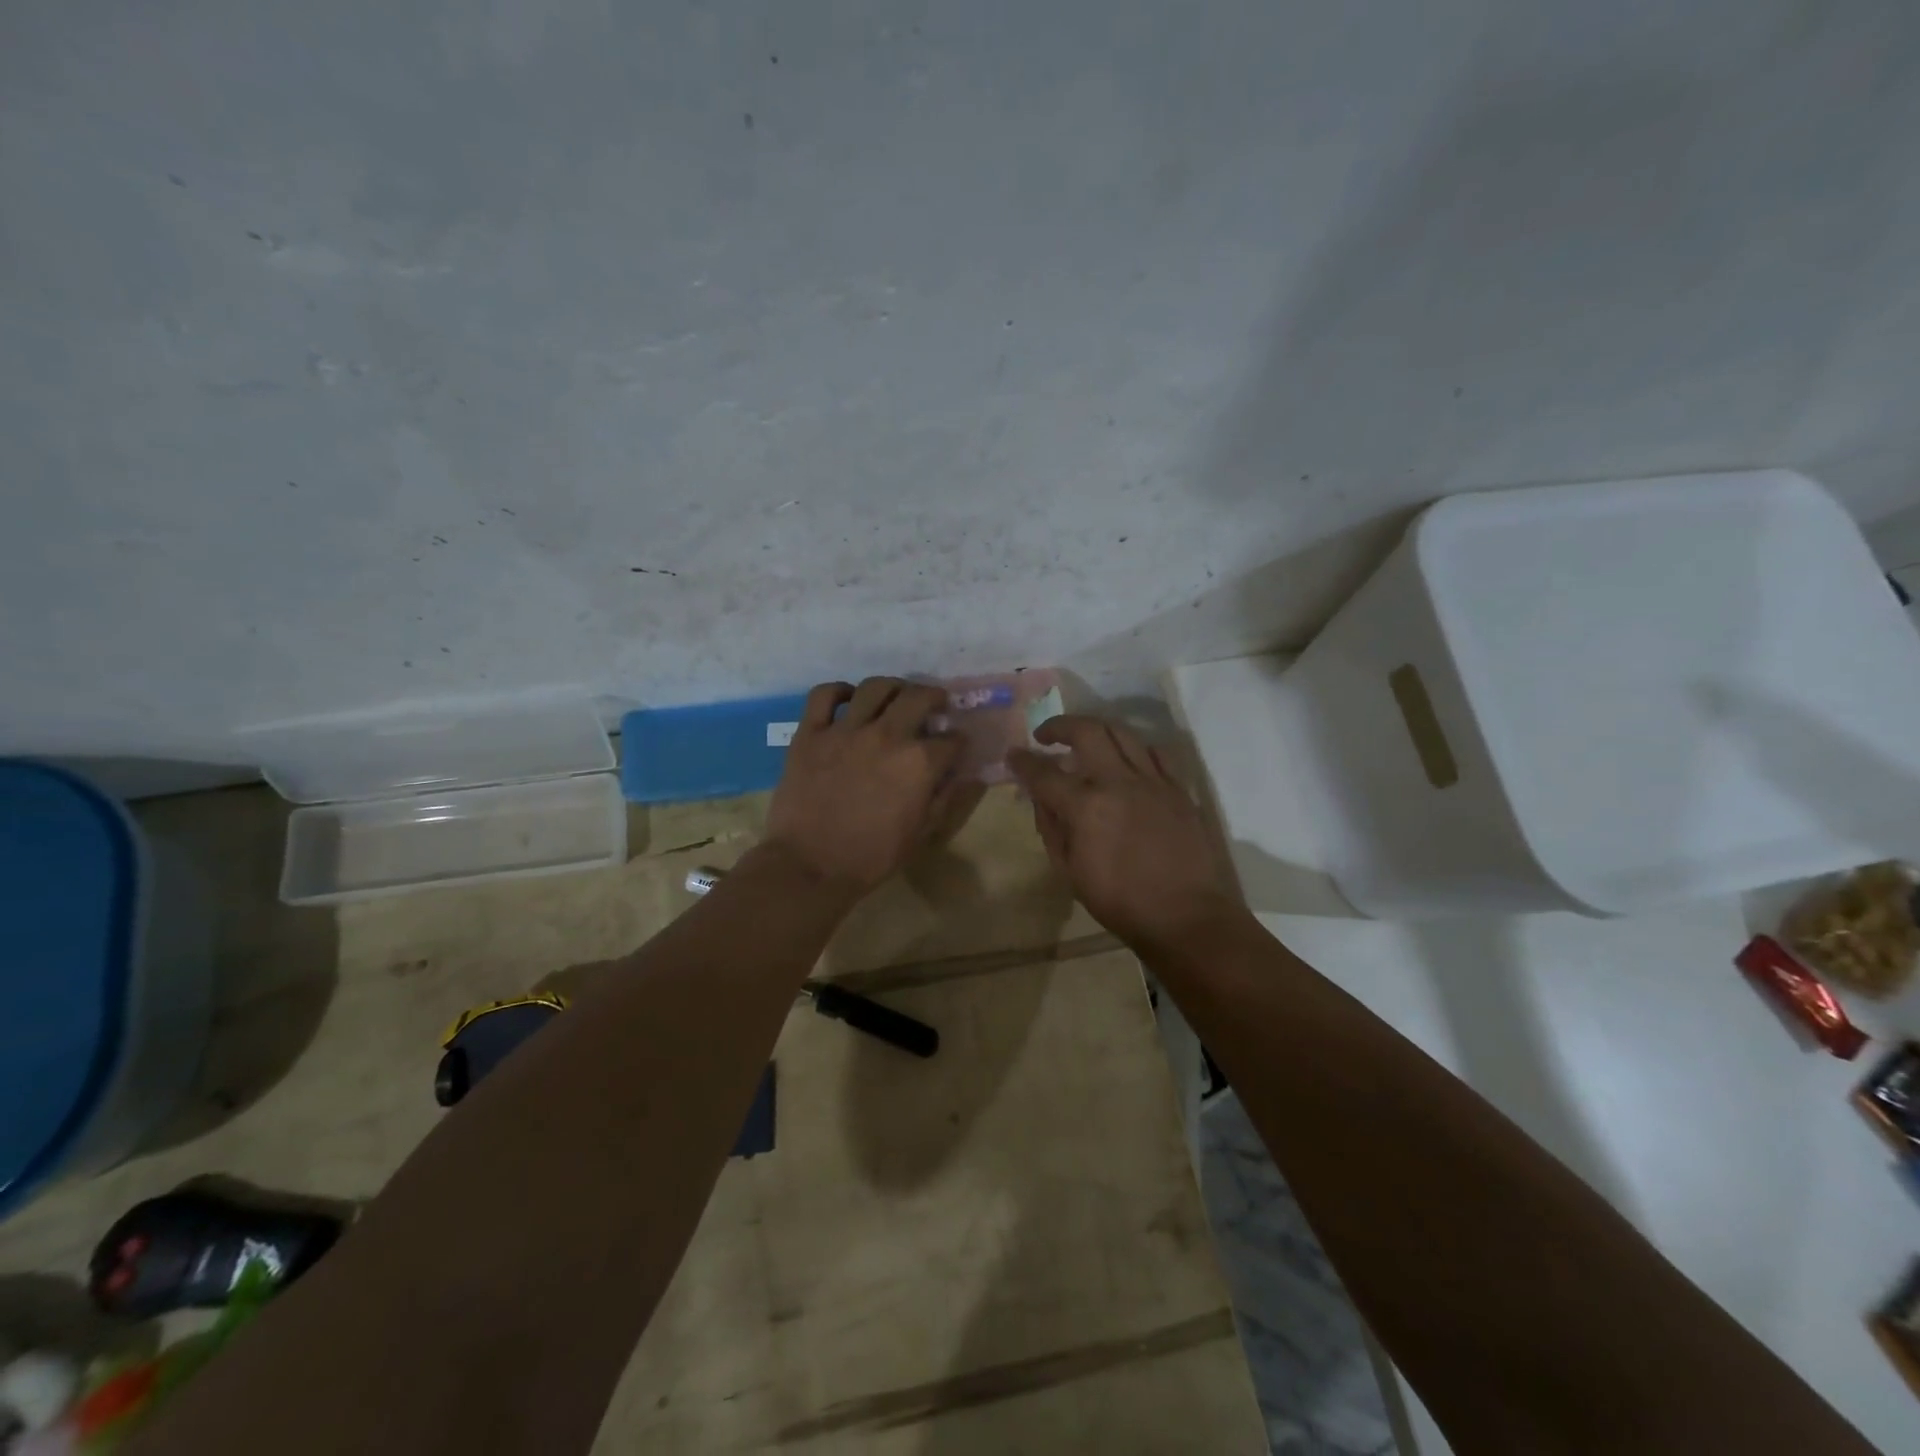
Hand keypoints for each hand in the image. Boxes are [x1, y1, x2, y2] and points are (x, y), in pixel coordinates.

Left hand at [762, 678, 964, 894]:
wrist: (810, 865)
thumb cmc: (871, 857)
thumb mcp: (921, 834)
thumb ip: (947, 799)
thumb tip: (969, 776)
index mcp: (919, 763)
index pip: (951, 739)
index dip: (958, 741)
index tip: (956, 745)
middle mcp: (887, 735)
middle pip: (919, 697)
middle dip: (934, 697)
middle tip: (934, 703)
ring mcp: (845, 730)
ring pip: (875, 687)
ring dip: (892, 687)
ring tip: (895, 695)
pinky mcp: (811, 732)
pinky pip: (824, 695)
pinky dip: (838, 691)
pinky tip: (848, 699)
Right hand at [1009, 716, 1243, 951]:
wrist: (1186, 916)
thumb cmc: (1121, 902)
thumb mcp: (1070, 872)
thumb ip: (1052, 828)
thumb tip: (1042, 799)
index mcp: (1086, 807)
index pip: (1044, 773)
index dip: (1023, 761)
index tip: (1013, 754)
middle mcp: (1118, 782)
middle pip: (1086, 731)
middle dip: (1059, 726)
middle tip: (1046, 735)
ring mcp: (1153, 781)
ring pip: (1122, 733)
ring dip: (1097, 730)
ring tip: (1086, 740)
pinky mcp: (1179, 788)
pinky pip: (1156, 753)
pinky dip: (1136, 749)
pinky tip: (1129, 760)